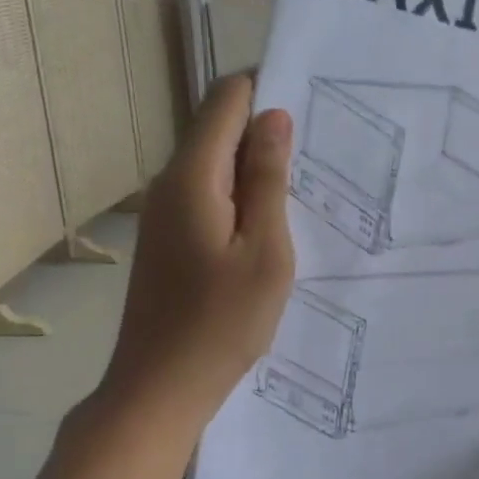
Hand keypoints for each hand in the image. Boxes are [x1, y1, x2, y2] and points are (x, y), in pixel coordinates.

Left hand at [100, 74, 294, 423]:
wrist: (159, 389)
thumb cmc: (222, 323)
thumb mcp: (264, 250)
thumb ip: (269, 179)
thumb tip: (274, 116)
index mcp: (192, 177)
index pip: (225, 100)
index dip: (265, 89)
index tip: (310, 106)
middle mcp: (169, 183)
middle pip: (218, 129)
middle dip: (265, 131)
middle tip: (318, 155)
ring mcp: (163, 212)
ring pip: (214, 164)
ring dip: (256, 168)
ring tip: (302, 191)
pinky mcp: (167, 238)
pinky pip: (207, 194)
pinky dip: (240, 196)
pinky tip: (269, 225)